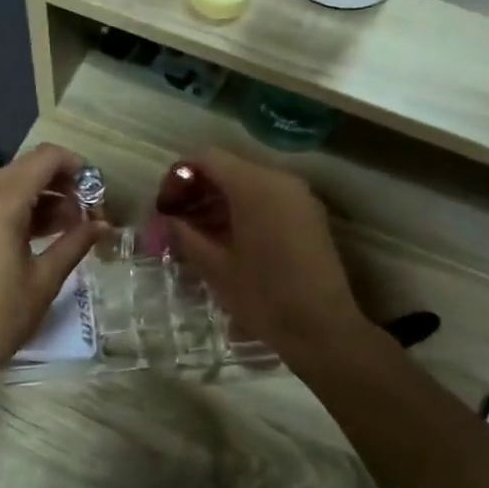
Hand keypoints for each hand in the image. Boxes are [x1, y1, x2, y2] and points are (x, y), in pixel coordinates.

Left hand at [0, 143, 105, 375]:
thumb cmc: (0, 316)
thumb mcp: (45, 279)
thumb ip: (76, 243)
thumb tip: (104, 225)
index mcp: (0, 203)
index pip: (45, 158)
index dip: (76, 167)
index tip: (96, 192)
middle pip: (26, 169)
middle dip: (60, 185)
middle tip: (86, 213)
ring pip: (8, 187)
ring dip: (40, 198)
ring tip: (69, 228)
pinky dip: (17, 210)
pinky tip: (38, 237)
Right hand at [160, 148, 365, 358]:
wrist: (322, 328)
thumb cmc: (264, 296)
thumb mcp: (215, 267)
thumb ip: (185, 234)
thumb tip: (167, 219)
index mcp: (254, 186)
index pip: (207, 159)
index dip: (179, 178)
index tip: (165, 209)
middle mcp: (280, 180)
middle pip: (229, 168)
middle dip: (198, 190)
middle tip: (177, 223)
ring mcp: (299, 197)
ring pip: (249, 184)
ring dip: (220, 202)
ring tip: (198, 236)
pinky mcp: (309, 215)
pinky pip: (268, 199)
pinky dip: (243, 210)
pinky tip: (227, 241)